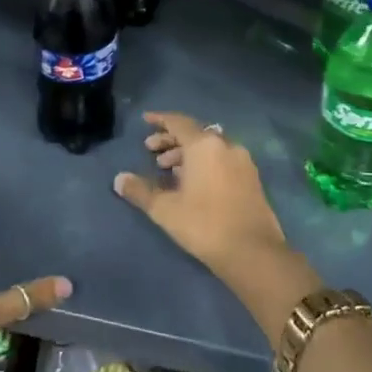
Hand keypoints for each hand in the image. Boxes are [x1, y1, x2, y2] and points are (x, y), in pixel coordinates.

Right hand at [113, 112, 290, 280]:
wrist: (252, 250)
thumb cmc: (204, 224)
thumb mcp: (165, 209)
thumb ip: (141, 191)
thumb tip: (119, 179)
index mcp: (205, 145)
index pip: (179, 122)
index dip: (160, 120)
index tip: (145, 120)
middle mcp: (226, 145)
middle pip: (195, 133)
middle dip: (171, 140)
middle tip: (151, 151)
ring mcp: (243, 161)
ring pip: (210, 147)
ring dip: (187, 153)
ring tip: (168, 169)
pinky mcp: (252, 178)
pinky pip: (223, 159)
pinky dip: (205, 163)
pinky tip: (192, 182)